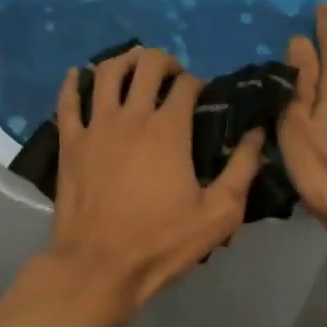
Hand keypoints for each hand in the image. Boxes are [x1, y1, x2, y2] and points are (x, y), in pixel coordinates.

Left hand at [47, 46, 266, 317]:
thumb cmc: (160, 242)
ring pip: (106, 73)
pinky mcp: (69, 143)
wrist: (98, 266)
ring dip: (124, 60)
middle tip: (172, 75)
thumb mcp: (218, 214)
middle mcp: (131, 116)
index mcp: (169, 129)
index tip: (203, 95)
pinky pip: (68, 101)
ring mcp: (95, 126)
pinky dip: (74, 82)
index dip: (198, 83)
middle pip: (146, 66)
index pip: (187, 85)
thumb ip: (242, 169)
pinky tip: (80, 74)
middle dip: (164, 62)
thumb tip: (257, 132)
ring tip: (134, 64)